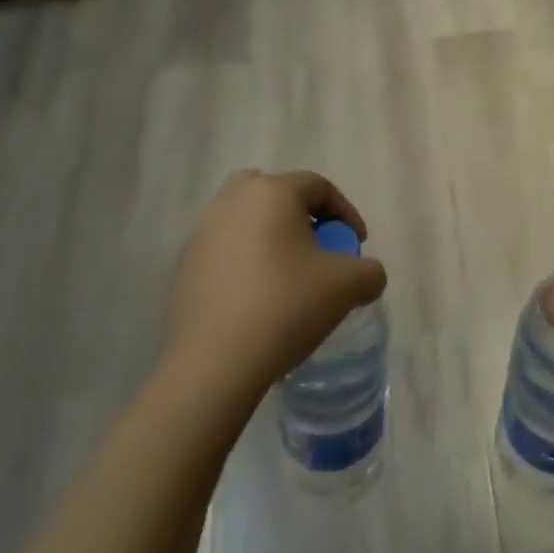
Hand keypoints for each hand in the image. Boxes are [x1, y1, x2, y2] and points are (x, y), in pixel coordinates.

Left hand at [163, 170, 386, 404]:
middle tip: (317, 247)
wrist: (213, 365)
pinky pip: (225, 250)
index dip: (345, 213)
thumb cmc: (285, 307)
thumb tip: (367, 275)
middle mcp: (233, 200)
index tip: (357, 245)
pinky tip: (256, 298)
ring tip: (287, 275)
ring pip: (246, 220)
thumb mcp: (347, 286)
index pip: (319, 187)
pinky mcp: (184, 266)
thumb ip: (369, 271)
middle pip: (275, 193)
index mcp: (273, 191)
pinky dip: (244, 262)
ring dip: (270, 237)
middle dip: (300, 215)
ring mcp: (202, 232)